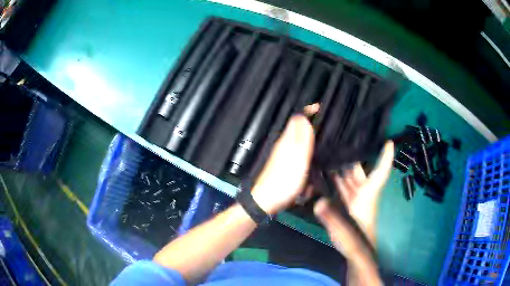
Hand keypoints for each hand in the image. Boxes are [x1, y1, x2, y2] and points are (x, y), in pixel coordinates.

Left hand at [252, 115, 314, 214]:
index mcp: (287, 140)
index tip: (321, 108)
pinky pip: (298, 156)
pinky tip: (313, 161)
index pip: (296, 118)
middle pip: (298, 128)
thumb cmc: (284, 181)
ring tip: (323, 143)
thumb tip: (301, 116)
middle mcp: (284, 145)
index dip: (308, 111)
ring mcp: (283, 156)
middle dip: (311, 125)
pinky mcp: (284, 167)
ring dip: (310, 140)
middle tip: (327, 127)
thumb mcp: (296, 159)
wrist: (266, 201)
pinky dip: (307, 156)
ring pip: (299, 142)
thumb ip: (301, 139)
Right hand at [314, 141, 393, 259]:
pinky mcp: (348, 206)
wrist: (358, 254)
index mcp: (367, 196)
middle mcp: (363, 194)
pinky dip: (337, 180)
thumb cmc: (357, 243)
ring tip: (331, 153)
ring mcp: (355, 200)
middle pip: (360, 171)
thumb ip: (332, 218)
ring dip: (342, 167)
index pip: (380, 173)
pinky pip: (343, 188)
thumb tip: (318, 203)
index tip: (388, 142)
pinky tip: (327, 174)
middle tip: (341, 140)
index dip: (385, 158)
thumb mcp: (345, 231)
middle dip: (353, 156)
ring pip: (350, 179)